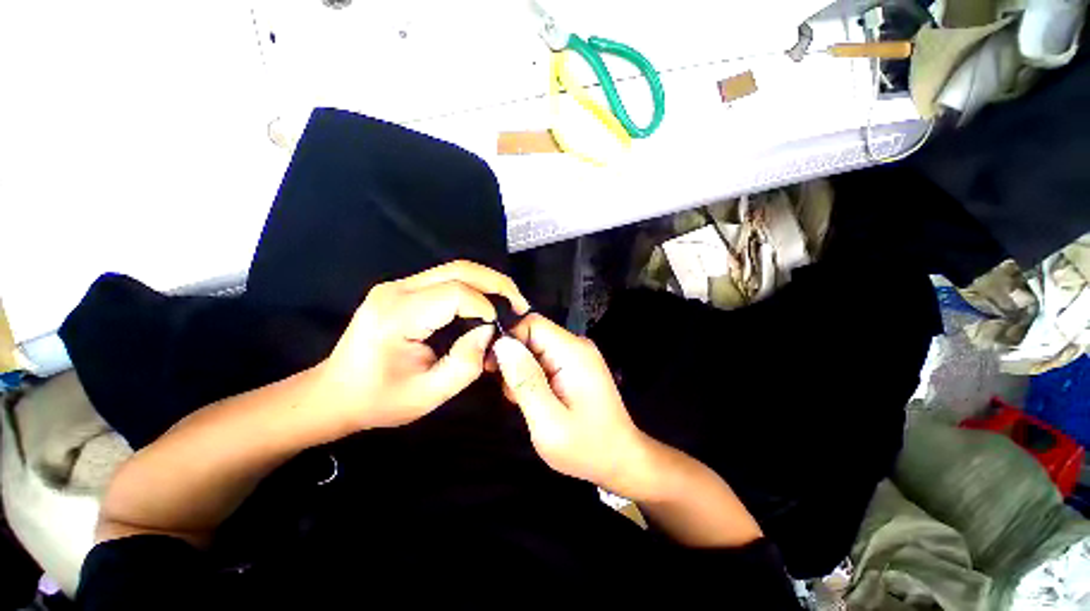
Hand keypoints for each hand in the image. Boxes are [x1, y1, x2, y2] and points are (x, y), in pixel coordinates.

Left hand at [309, 261, 528, 436]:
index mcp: (398, 316)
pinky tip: (485, 302)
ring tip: (509, 301)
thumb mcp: (427, 395)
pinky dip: (472, 287)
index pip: (456, 294)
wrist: (334, 393)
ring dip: (487, 282)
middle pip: (459, 269)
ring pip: (454, 269)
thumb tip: (489, 332)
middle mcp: (396, 290)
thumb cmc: (379, 400)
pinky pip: (445, 279)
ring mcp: (397, 286)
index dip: (486, 308)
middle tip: (520, 303)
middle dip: (496, 283)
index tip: (499, 329)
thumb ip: (465, 364)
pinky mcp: (402, 289)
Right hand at [492, 314, 647, 494]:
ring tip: (526, 403)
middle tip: (514, 395)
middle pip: (532, 335)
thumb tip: (502, 344)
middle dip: (514, 361)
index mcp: (572, 352)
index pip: (531, 324)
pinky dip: (533, 377)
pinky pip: (544, 360)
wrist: (620, 459)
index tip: (492, 368)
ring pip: (535, 349)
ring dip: (522, 372)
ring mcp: (577, 355)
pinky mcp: (575, 366)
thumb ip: (525, 380)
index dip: (508, 340)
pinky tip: (536, 401)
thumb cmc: (586, 447)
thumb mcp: (548, 422)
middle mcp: (576, 345)